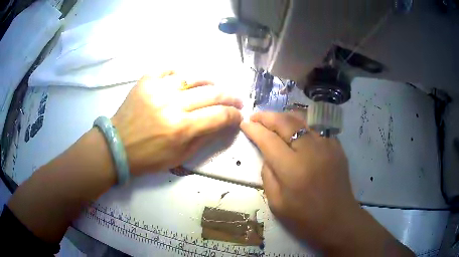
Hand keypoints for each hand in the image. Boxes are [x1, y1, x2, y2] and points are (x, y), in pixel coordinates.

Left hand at [112, 71, 242, 175]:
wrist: (118, 146)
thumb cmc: (149, 157)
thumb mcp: (180, 157)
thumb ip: (204, 138)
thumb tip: (223, 124)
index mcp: (182, 128)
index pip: (220, 115)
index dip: (234, 115)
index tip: (238, 115)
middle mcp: (172, 105)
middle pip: (212, 93)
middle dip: (230, 97)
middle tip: (236, 100)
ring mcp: (158, 89)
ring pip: (194, 77)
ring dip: (210, 82)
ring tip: (213, 88)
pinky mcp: (146, 81)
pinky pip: (169, 70)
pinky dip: (180, 74)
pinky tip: (183, 81)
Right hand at [240, 112, 359, 248]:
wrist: (338, 219)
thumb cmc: (305, 218)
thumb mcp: (276, 203)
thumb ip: (268, 175)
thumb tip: (268, 155)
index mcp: (292, 169)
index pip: (268, 140)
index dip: (254, 129)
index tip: (244, 123)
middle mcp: (311, 151)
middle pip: (285, 122)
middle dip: (267, 116)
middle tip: (255, 117)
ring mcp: (327, 145)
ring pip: (302, 120)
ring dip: (284, 117)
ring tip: (273, 120)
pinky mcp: (337, 146)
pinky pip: (316, 129)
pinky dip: (302, 126)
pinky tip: (297, 132)